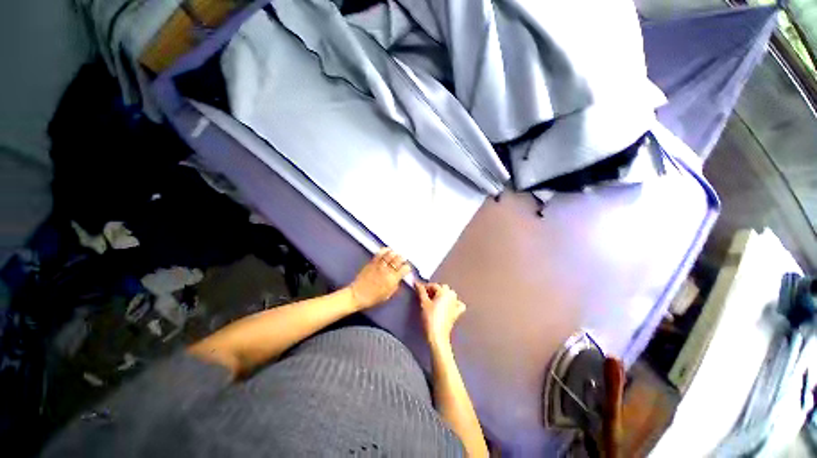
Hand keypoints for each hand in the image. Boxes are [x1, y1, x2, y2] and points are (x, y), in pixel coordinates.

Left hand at [349, 248, 410, 309]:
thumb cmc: (373, 298)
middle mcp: (388, 270)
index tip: (406, 269)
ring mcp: (379, 265)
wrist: (357, 295)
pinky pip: (380, 253)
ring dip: (395, 253)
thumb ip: (395, 285)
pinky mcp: (372, 262)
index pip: (405, 268)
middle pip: (399, 259)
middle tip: (402, 259)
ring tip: (396, 254)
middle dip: (402, 258)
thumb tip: (399, 278)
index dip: (407, 268)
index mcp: (393, 279)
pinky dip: (385, 250)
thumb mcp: (388, 295)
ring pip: (390, 254)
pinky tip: (388, 250)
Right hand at [414, 282, 465, 343]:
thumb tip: (417, 283)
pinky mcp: (457, 312)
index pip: (434, 285)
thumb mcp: (424, 303)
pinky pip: (458, 304)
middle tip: (426, 296)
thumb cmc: (430, 318)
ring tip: (435, 301)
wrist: (437, 335)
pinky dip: (454, 303)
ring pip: (450, 294)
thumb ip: (421, 291)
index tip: (420, 290)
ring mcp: (456, 304)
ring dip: (443, 295)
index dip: (426, 287)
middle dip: (435, 290)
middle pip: (443, 288)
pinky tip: (449, 306)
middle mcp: (452, 295)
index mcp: (444, 291)